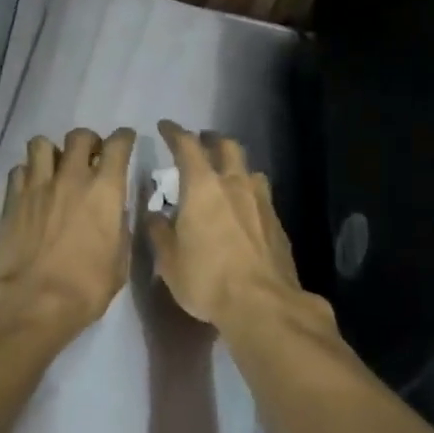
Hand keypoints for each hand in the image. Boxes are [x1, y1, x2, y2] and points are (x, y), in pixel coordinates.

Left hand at [0, 127, 136, 333]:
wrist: (31, 303)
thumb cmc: (85, 288)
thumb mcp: (119, 261)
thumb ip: (119, 228)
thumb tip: (114, 213)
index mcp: (105, 191)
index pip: (118, 145)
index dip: (124, 138)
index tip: (126, 141)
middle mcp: (71, 178)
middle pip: (79, 136)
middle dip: (88, 141)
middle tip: (90, 157)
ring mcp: (37, 186)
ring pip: (41, 143)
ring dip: (52, 151)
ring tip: (55, 168)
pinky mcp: (11, 199)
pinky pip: (18, 169)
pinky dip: (27, 173)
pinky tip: (31, 189)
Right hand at [145, 120, 324, 335]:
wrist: (263, 304)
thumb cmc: (207, 279)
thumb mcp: (169, 260)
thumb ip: (159, 232)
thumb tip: (155, 215)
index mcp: (203, 186)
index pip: (187, 145)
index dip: (175, 132)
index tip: (165, 127)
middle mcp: (235, 184)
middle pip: (227, 146)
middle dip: (211, 139)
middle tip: (200, 143)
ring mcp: (261, 202)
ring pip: (249, 169)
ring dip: (235, 166)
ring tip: (226, 177)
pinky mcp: (278, 223)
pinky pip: (261, 196)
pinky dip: (248, 194)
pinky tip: (244, 211)